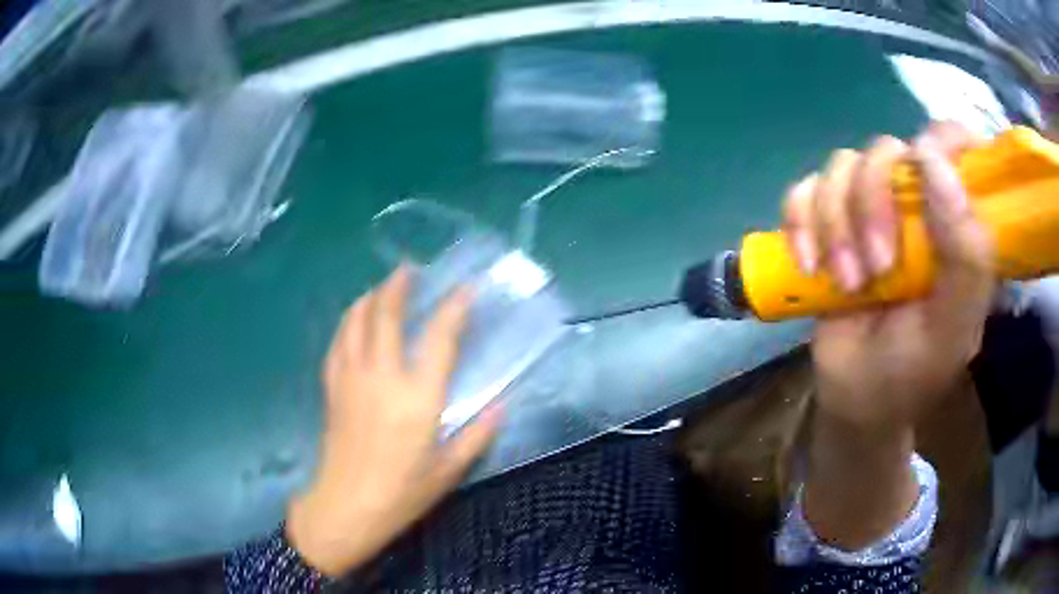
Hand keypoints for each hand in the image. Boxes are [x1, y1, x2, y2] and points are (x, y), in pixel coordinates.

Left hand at [286, 267, 500, 576]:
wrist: (347, 506)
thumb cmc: (402, 492)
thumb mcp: (449, 470)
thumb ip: (478, 435)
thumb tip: (502, 406)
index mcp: (419, 397)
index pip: (440, 338)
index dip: (455, 307)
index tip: (466, 288)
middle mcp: (383, 377)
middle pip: (387, 316)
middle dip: (399, 286)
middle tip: (408, 269)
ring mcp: (352, 379)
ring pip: (356, 322)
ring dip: (370, 298)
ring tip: (381, 287)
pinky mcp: (333, 388)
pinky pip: (337, 343)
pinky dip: (347, 323)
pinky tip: (352, 320)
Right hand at [784, 121, 994, 431]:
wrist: (855, 397)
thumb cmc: (913, 371)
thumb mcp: (953, 328)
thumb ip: (966, 256)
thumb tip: (932, 162)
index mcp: (954, 221)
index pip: (953, 143)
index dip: (939, 141)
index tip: (922, 170)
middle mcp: (913, 202)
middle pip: (886, 150)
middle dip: (873, 205)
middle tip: (877, 268)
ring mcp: (867, 208)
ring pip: (842, 167)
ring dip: (836, 226)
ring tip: (846, 283)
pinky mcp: (826, 221)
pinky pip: (802, 192)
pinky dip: (800, 225)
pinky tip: (808, 265)